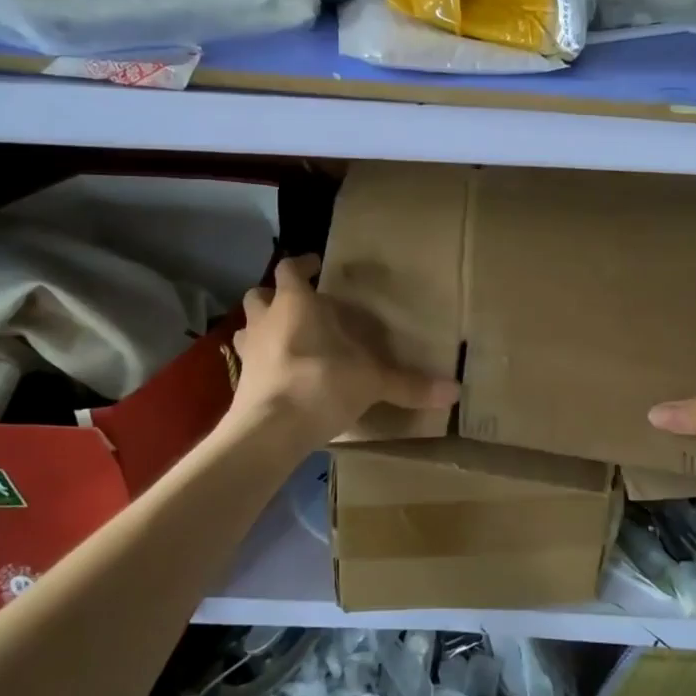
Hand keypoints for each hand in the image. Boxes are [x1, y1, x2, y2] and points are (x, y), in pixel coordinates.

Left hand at [230, 255, 457, 440]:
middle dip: (276, 296)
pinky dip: (261, 362)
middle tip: (300, 305)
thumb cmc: (320, 384)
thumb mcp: (372, 381)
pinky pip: (248, 362)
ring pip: (247, 327)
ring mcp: (248, 352)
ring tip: (286, 338)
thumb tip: (455, 391)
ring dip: (263, 328)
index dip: (302, 264)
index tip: (316, 265)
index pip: (290, 269)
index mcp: (295, 304)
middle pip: (259, 294)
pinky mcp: (239, 381)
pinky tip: (280, 375)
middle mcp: (265, 320)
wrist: (270, 430)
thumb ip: (409, 384)